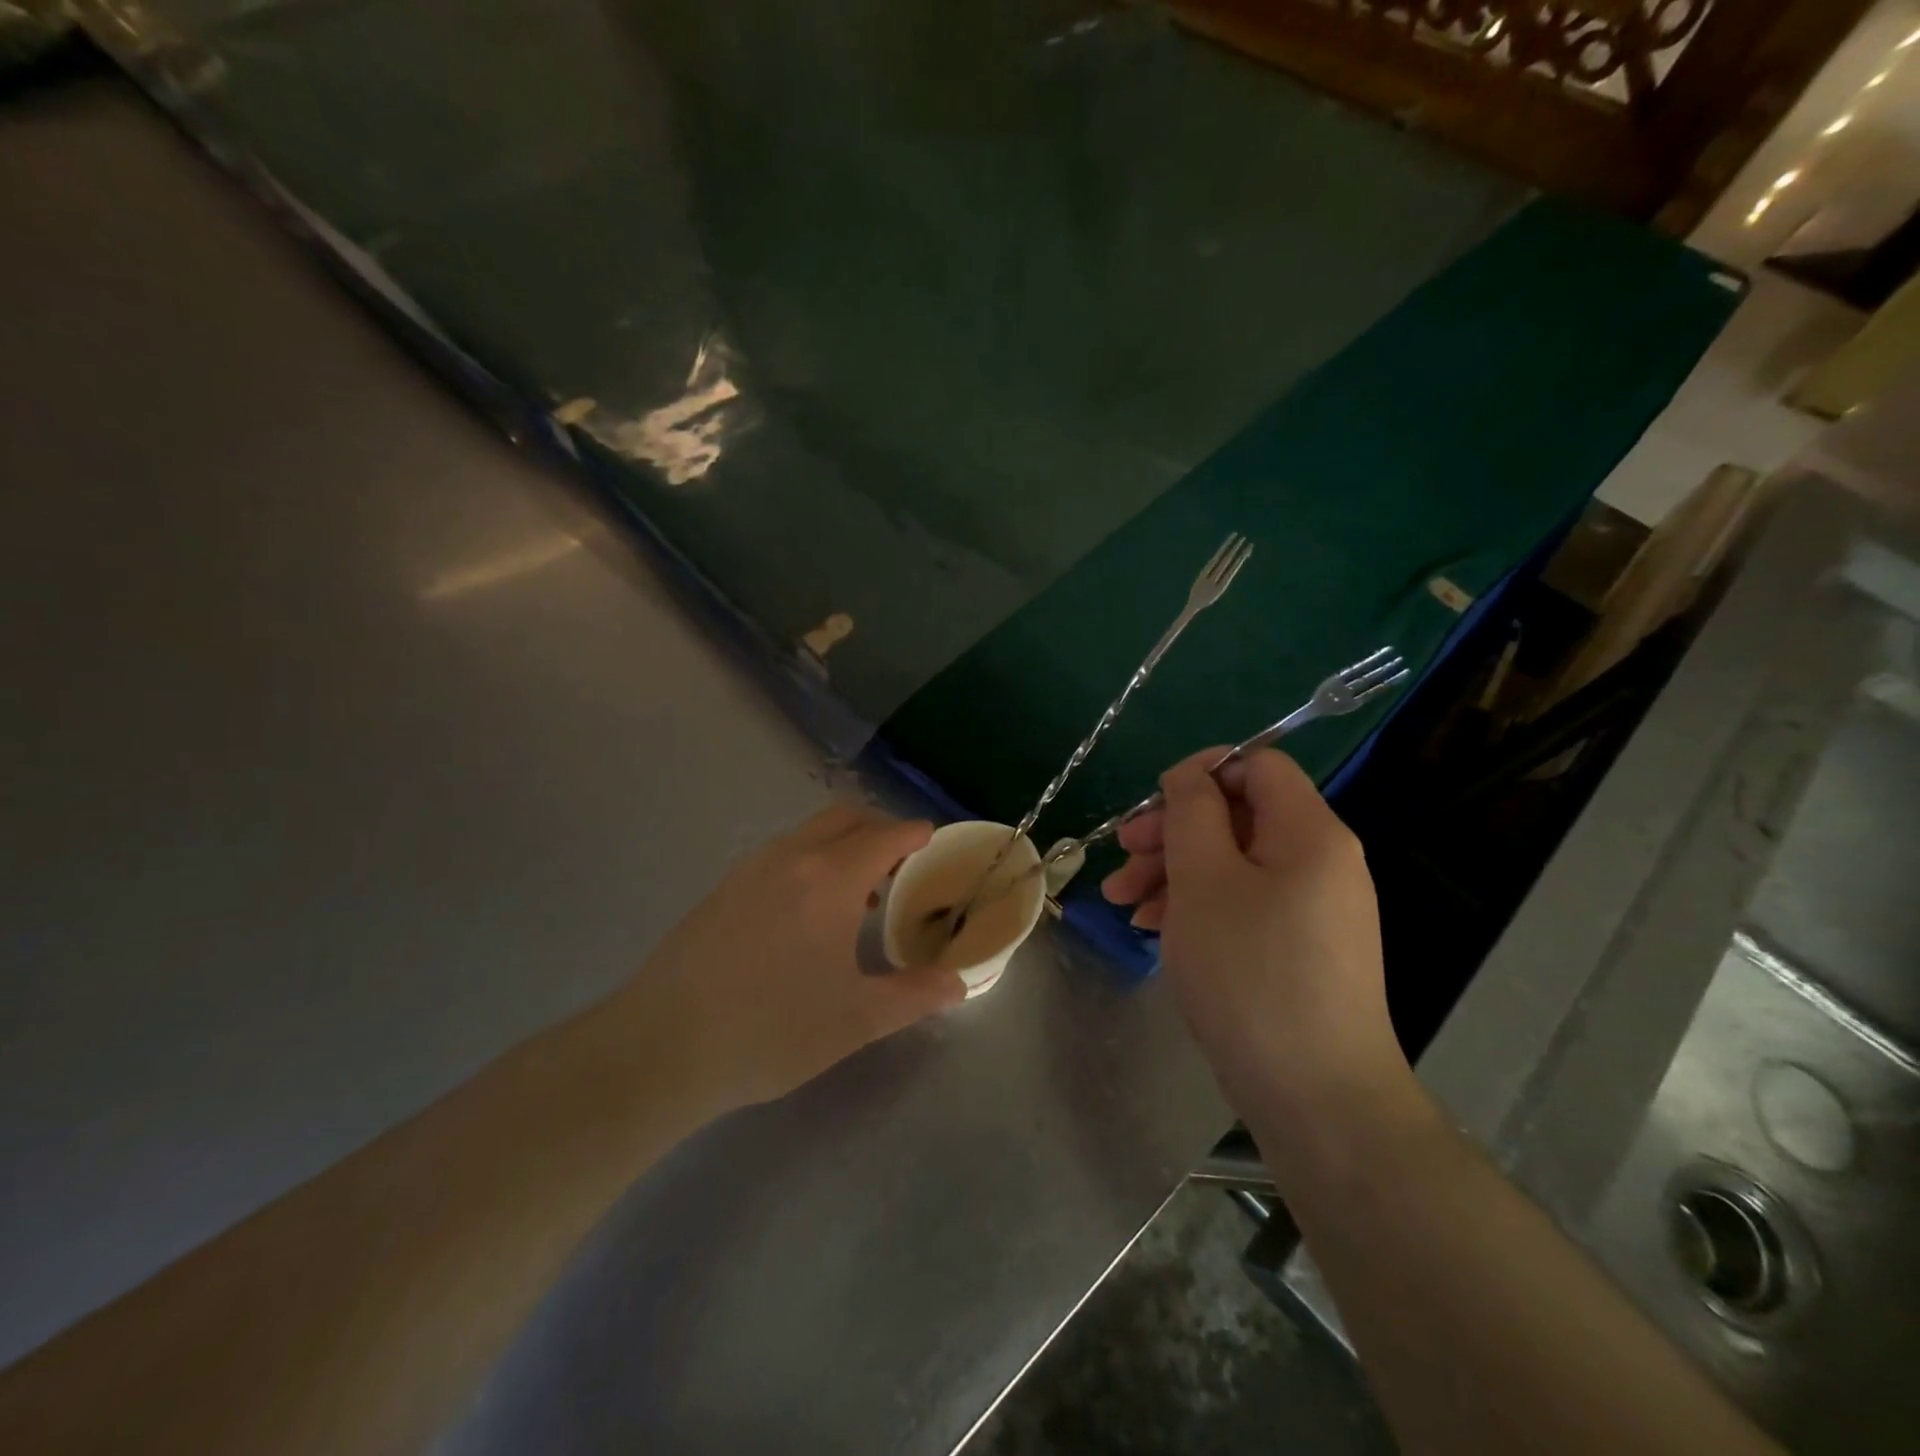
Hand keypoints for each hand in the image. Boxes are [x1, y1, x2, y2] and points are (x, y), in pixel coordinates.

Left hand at [610, 804, 964, 1111]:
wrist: (660, 1047)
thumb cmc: (771, 1030)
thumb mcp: (857, 1020)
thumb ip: (915, 995)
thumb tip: (959, 983)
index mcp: (830, 879)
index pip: (885, 835)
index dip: (914, 834)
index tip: (933, 841)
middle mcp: (791, 858)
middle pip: (845, 818)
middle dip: (880, 828)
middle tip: (903, 861)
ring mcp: (749, 870)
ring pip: (808, 834)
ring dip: (842, 846)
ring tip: (861, 893)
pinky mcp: (722, 889)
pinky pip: (780, 856)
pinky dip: (810, 862)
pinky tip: (808, 914)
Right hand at [1100, 749, 1406, 1114]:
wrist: (1316, 1096)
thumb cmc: (1251, 973)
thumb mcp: (1204, 879)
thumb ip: (1192, 812)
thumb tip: (1189, 775)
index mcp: (1310, 832)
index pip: (1258, 765)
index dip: (1202, 772)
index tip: (1151, 806)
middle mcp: (1320, 862)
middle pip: (1238, 817)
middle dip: (1172, 831)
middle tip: (1121, 856)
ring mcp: (1312, 909)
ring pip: (1233, 864)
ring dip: (1174, 872)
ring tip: (1124, 904)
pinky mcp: (1298, 948)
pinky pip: (1243, 904)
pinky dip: (1198, 906)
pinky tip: (1155, 928)